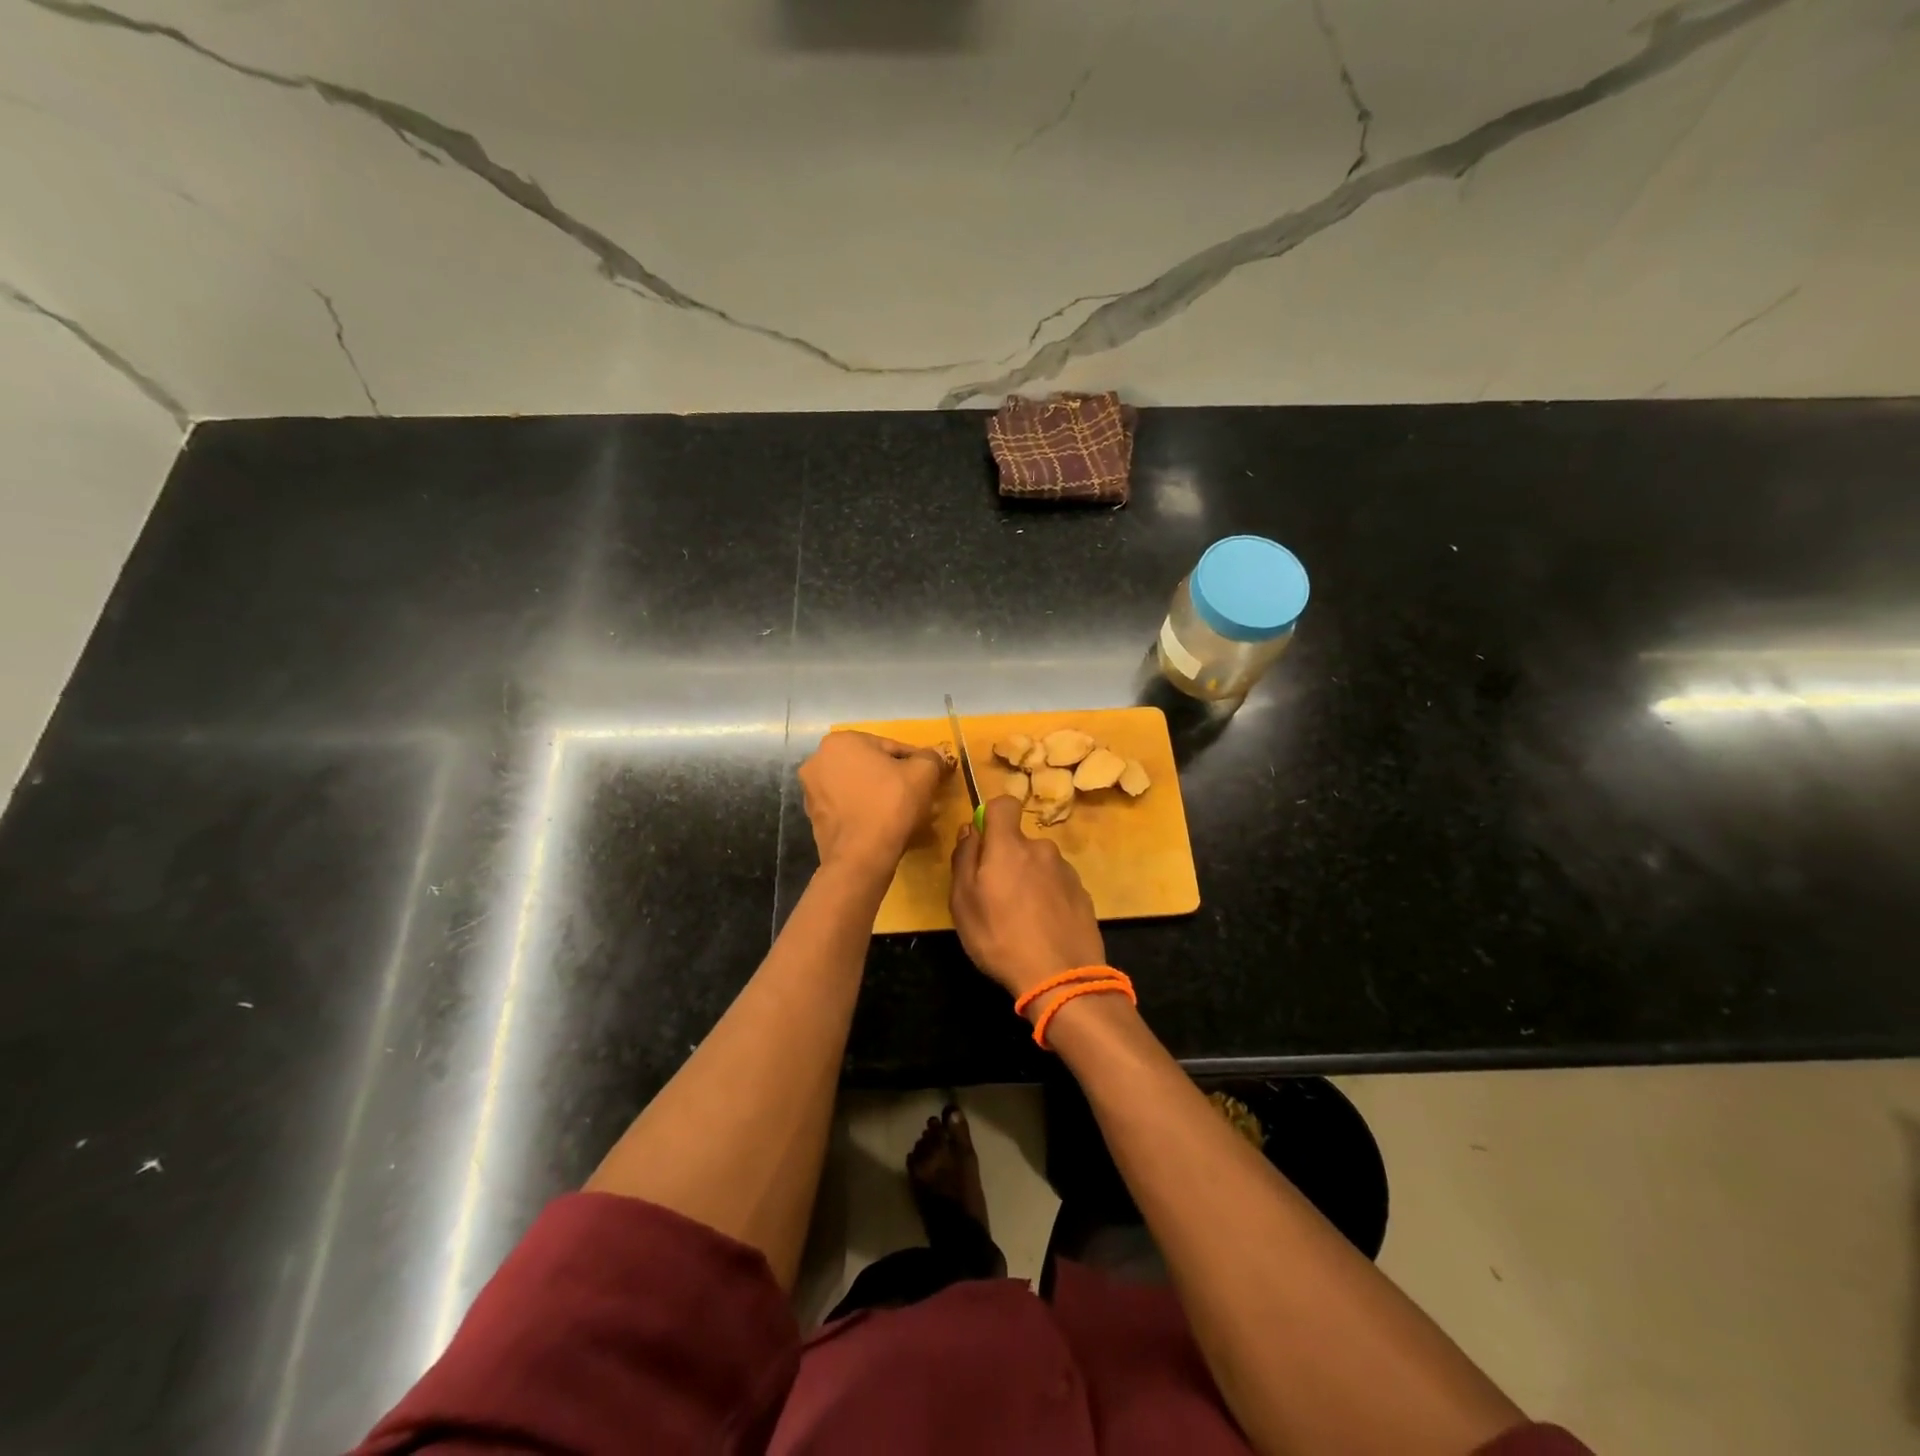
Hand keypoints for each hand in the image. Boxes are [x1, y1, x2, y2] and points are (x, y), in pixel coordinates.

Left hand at [800, 731, 948, 878]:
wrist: (861, 857)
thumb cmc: (891, 804)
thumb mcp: (924, 773)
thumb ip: (931, 757)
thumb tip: (935, 755)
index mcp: (841, 742)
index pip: (890, 746)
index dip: (915, 762)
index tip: (929, 777)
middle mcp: (818, 761)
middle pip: (871, 766)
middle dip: (895, 778)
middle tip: (918, 794)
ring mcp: (812, 792)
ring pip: (859, 787)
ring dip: (880, 795)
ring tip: (905, 813)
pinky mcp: (814, 818)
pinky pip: (849, 808)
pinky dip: (866, 811)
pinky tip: (885, 825)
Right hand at [949, 796, 1105, 1000]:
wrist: (1062, 978)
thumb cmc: (1000, 938)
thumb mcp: (963, 902)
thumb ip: (964, 858)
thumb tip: (971, 829)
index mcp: (1010, 846)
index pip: (1004, 804)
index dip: (992, 815)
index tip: (983, 841)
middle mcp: (1042, 849)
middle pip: (1019, 841)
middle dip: (1007, 859)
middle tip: (995, 897)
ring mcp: (1066, 871)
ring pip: (1038, 864)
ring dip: (1028, 880)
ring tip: (1021, 919)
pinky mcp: (1083, 894)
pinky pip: (1056, 885)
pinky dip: (1048, 898)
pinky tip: (1043, 928)